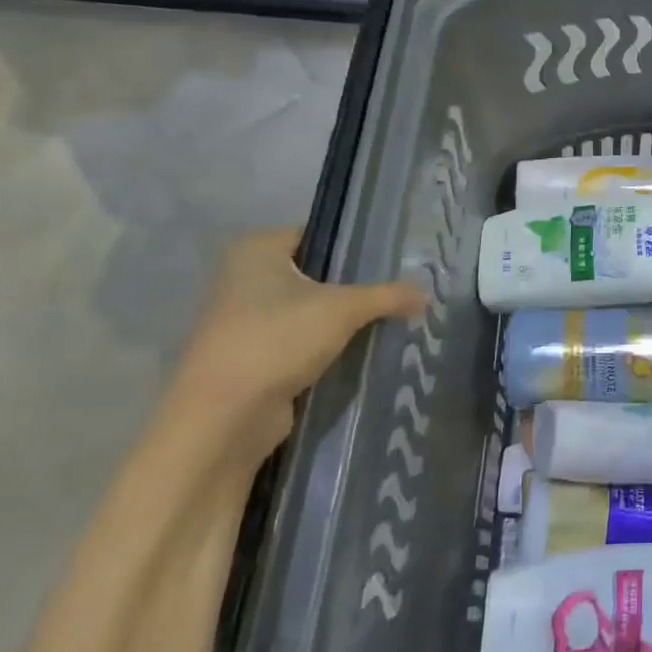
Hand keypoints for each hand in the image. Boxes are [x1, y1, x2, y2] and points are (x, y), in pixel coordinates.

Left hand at [161, 229, 424, 474]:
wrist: (224, 417)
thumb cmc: (277, 340)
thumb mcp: (344, 309)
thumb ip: (389, 296)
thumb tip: (428, 294)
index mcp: (257, 250)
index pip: (318, 234)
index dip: (356, 246)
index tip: (393, 260)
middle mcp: (244, 277)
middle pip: (315, 273)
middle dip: (353, 285)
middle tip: (398, 291)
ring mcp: (244, 320)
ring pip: (308, 310)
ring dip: (341, 319)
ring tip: (387, 320)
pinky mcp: (252, 356)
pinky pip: (299, 340)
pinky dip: (325, 345)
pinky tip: (359, 350)